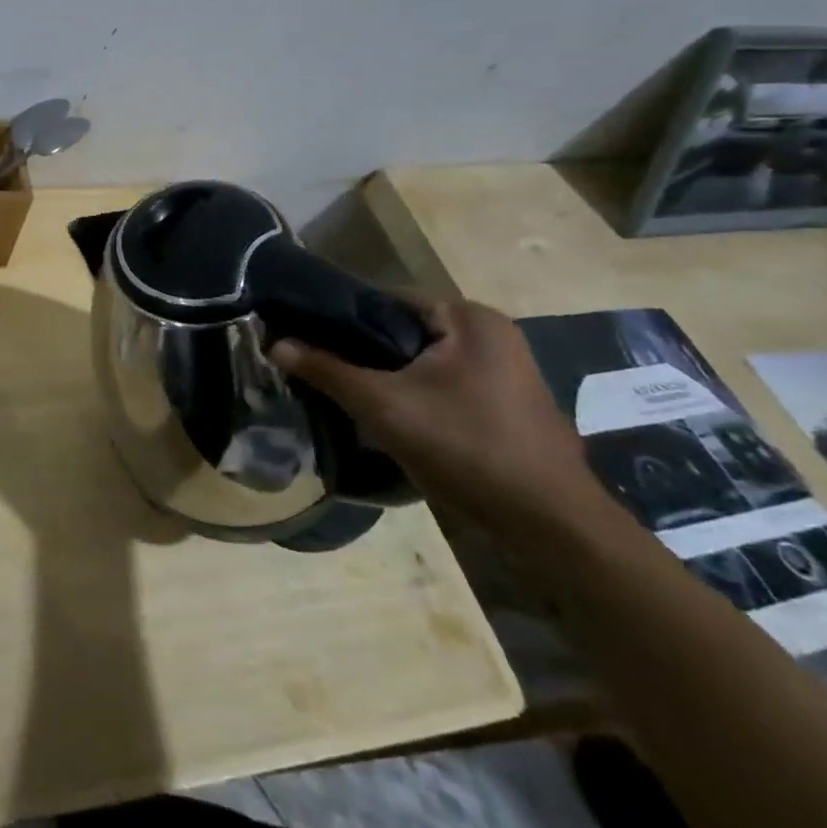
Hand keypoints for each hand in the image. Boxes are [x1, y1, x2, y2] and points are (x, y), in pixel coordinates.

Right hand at [269, 297, 604, 530]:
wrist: (552, 527)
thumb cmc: (467, 447)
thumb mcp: (383, 406)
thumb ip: (326, 369)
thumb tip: (274, 344)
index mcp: (469, 318)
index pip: (385, 300)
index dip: (341, 318)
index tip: (306, 338)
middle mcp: (491, 334)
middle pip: (403, 332)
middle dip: (362, 352)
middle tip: (321, 370)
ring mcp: (504, 371)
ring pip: (421, 362)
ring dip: (386, 378)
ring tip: (346, 395)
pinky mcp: (507, 405)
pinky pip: (443, 386)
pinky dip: (414, 396)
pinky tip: (389, 420)